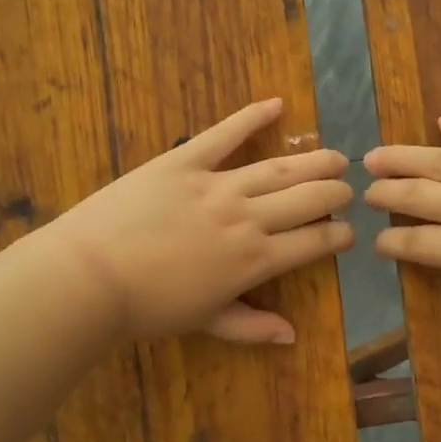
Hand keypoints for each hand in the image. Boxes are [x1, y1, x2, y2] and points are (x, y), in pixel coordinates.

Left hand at [52, 98, 353, 343]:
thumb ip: (251, 326)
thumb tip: (292, 336)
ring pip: (279, 168)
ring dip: (313, 161)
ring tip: (335, 156)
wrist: (91, 276)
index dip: (338, 237)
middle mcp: (247, 218)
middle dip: (335, 194)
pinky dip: (251, 117)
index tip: (349, 234)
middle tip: (348, 190)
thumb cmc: (148, 307)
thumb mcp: (205, 322)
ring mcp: (217, 185)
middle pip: (307, 199)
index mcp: (255, 261)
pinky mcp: (184, 161)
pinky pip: (223, 134)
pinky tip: (276, 104)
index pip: (314, 243)